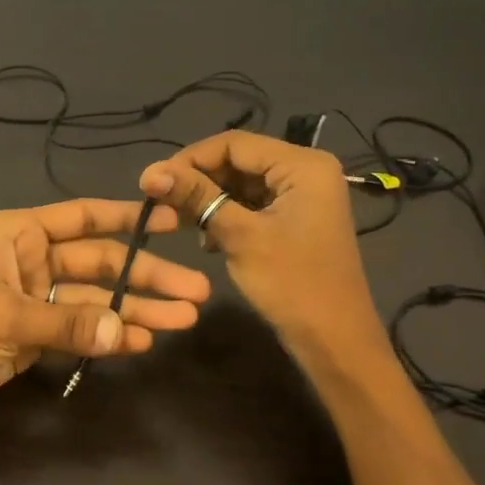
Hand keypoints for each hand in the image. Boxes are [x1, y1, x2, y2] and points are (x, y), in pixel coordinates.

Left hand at [0, 199, 210, 418]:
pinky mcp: (36, 335)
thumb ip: (68, 324)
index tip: (172, 222)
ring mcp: (37, 299)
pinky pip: (81, 331)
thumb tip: (127, 332)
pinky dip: (108, 337)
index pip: (84, 218)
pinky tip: (141, 342)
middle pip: (100, 265)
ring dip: (136, 311)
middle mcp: (33, 260)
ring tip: (183, 321)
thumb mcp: (6, 316)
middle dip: (146, 278)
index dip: (129, 219)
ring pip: (96, 301)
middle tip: (195, 293)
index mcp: (20, 233)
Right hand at [140, 132, 377, 350]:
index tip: (151, 182)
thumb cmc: (292, 284)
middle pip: (238, 161)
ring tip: (179, 222)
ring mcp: (302, 197)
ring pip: (242, 184)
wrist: (334, 341)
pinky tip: (207, 238)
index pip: (234, 143)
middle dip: (199, 180)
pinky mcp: (294, 220)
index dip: (189, 159)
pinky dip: (226, 216)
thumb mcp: (240, 236)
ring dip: (210, 200)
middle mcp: (305, 171)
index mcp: (303, 165)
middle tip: (159, 202)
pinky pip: (253, 205)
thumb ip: (197, 197)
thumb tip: (150, 170)